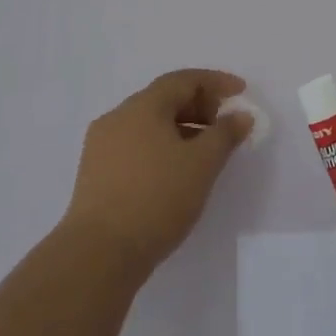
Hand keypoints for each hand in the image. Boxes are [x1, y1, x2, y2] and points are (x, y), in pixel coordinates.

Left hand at [61, 69, 253, 276]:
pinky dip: (160, 147)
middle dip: (199, 106)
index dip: (216, 82)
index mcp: (143, 106)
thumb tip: (240, 115)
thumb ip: (225, 134)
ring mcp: (101, 145)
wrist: (97, 255)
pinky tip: (174, 172)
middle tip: (224, 125)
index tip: (241, 92)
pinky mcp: (94, 173)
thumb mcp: (202, 165)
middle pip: (164, 98)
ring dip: (180, 129)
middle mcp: (118, 117)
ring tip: (204, 152)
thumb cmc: (156, 199)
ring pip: (149, 124)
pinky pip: (135, 145)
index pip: (184, 80)